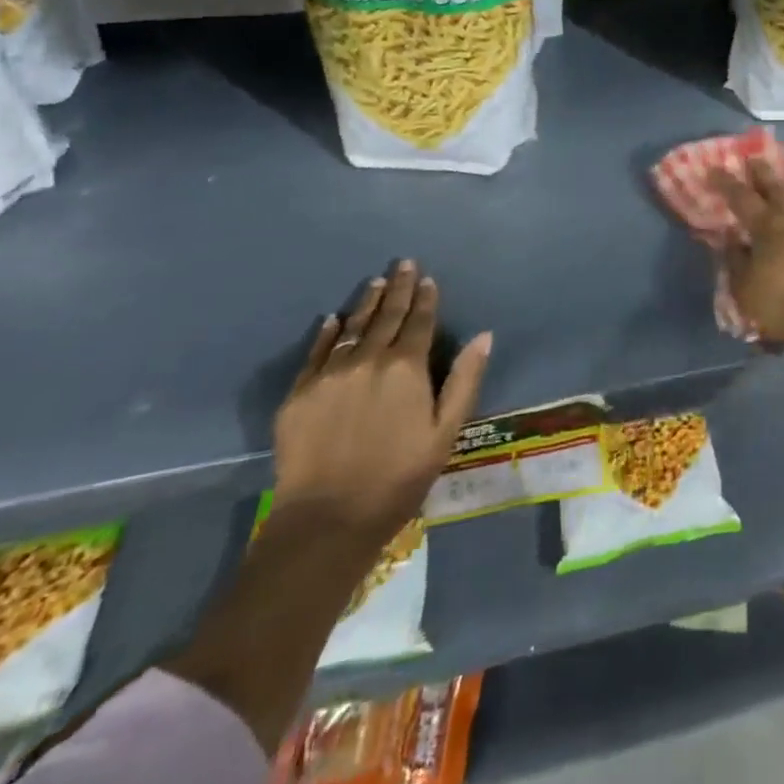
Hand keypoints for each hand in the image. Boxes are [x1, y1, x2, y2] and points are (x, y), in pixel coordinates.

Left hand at [272, 260, 490, 546]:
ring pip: (352, 328)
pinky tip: (332, 320)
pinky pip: (316, 353)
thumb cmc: (398, 477)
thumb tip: (484, 336)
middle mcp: (368, 360)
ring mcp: (329, 375)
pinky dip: (327, 334)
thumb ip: (464, 380)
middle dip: (398, 289)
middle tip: (403, 263)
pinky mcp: (299, 394)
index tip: (427, 278)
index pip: (419, 322)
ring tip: (375, 282)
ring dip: (366, 303)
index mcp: (406, 368)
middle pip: (386, 316)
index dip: (425, 299)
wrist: (327, 519)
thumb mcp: (445, 432)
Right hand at [709, 160, 783, 353]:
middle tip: (755, 158)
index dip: (727, 183)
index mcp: (767, 228)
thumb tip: (730, 237)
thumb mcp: (745, 289)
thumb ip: (736, 260)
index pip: (742, 199)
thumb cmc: (782, 307)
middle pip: (777, 188)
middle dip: (763, 172)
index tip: (716, 169)